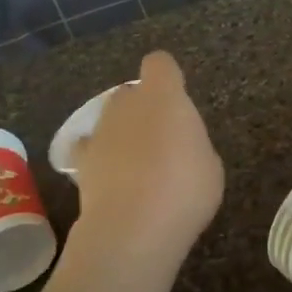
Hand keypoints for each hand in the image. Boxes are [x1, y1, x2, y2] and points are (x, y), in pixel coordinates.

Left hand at [73, 51, 224, 266]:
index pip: (160, 64)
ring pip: (110, 119)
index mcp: (164, 96)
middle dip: (143, 108)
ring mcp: (100, 131)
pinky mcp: (81, 161)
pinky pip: (88, 149)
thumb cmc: (184, 190)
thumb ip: (193, 145)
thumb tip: (181, 148)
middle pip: (132, 93)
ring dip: (122, 133)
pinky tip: (108, 176)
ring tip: (137, 165)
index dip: (168, 77)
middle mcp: (127, 104)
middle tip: (162, 139)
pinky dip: (96, 157)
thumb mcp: (210, 166)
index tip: (177, 97)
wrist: (133, 227)